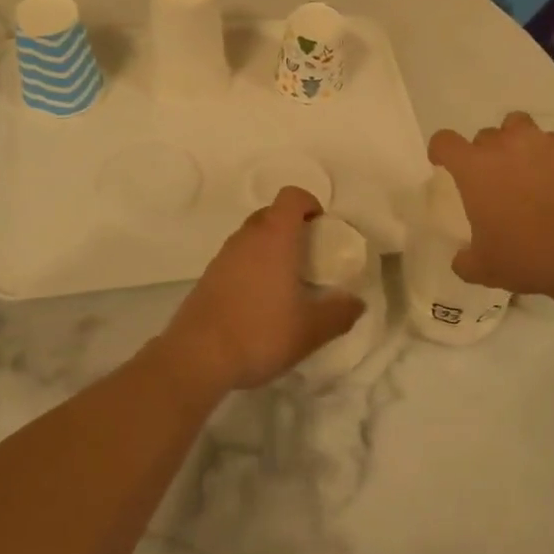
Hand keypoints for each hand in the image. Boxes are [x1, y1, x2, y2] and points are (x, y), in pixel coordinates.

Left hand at [162, 187, 364, 391]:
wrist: (197, 357)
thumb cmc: (260, 333)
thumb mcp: (311, 330)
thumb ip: (339, 313)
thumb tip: (357, 303)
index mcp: (275, 237)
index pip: (291, 196)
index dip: (310, 204)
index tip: (323, 228)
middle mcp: (246, 238)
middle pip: (271, 214)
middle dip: (292, 227)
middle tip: (309, 256)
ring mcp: (222, 256)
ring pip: (252, 237)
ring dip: (270, 248)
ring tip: (287, 283)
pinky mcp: (207, 277)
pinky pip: (236, 259)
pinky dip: (252, 267)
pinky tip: (260, 302)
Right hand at [428, 112, 553, 298]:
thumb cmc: (526, 256)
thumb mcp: (483, 269)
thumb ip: (464, 260)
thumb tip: (461, 258)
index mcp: (474, 168)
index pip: (445, 142)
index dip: (441, 151)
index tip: (443, 163)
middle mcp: (504, 145)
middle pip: (484, 135)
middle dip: (484, 153)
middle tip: (493, 180)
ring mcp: (541, 143)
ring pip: (519, 126)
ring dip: (515, 142)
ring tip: (525, 167)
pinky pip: (553, 142)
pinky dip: (550, 154)